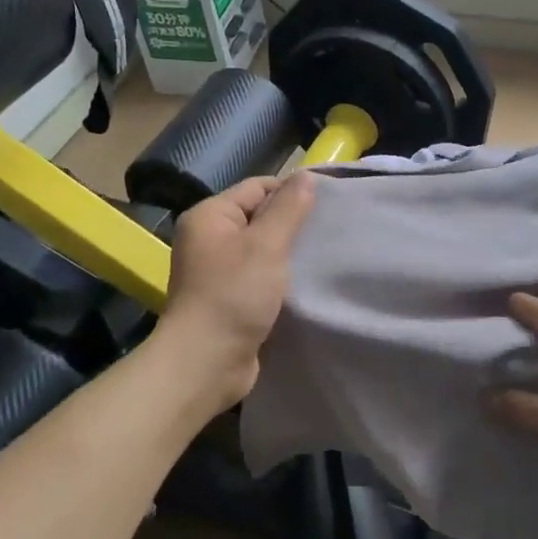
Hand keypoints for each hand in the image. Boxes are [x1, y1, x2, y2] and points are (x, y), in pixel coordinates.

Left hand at [158, 172, 315, 407]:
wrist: (207, 362)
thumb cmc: (234, 295)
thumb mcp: (266, 245)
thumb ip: (288, 208)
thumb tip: (306, 176)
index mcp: (210, 216)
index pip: (257, 188)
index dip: (292, 191)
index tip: (329, 204)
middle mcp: (208, 239)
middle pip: (259, 217)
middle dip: (293, 223)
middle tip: (330, 230)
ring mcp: (216, 271)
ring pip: (261, 250)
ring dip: (288, 254)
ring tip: (323, 255)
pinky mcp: (228, 299)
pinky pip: (259, 277)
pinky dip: (280, 278)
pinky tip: (306, 283)